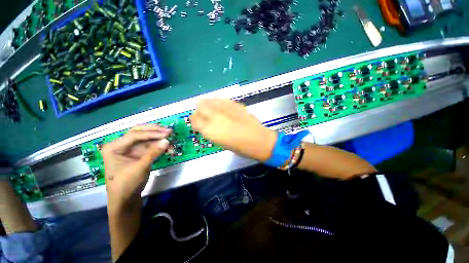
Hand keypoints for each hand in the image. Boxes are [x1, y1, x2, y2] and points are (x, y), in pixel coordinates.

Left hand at [102, 124, 170, 211]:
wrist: (126, 199)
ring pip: (146, 138)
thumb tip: (167, 140)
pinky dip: (159, 146)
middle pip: (139, 132)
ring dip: (159, 139)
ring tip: (170, 139)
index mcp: (114, 147)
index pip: (134, 135)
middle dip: (154, 131)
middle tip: (169, 131)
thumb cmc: (127, 184)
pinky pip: (150, 146)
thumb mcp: (140, 168)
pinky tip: (168, 148)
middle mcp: (121, 145)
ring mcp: (130, 149)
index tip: (167, 134)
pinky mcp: (138, 153)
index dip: (152, 134)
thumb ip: (153, 153)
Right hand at [190, 99, 276, 161]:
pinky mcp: (236, 105)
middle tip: (202, 114)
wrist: (259, 141)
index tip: (196, 122)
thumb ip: (210, 132)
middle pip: (200, 107)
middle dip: (199, 110)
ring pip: (210, 100)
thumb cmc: (240, 148)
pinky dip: (218, 101)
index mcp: (210, 131)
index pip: (194, 120)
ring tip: (208, 106)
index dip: (194, 120)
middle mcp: (215, 117)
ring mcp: (226, 109)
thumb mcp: (221, 143)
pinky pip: (222, 99)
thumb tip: (205, 124)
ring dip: (207, 103)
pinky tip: (219, 103)